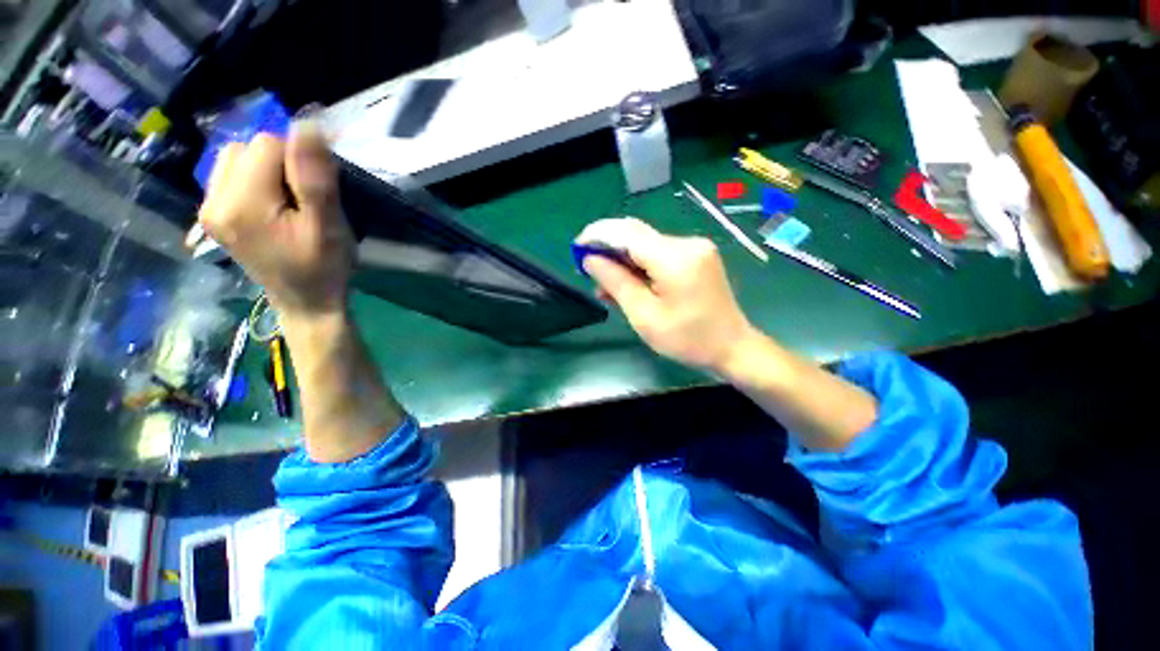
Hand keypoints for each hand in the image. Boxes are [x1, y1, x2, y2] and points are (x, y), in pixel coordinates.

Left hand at [194, 121, 354, 321]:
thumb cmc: (324, 268)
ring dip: (267, 168)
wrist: (305, 303)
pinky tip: (271, 203)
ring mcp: (208, 208)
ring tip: (287, 202)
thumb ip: (314, 177)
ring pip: (237, 156)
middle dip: (282, 163)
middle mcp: (213, 201)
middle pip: (248, 147)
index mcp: (242, 205)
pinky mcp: (212, 214)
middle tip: (303, 201)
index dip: (300, 161)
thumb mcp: (328, 226)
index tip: (317, 194)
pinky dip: (255, 178)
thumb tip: (307, 124)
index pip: (267, 145)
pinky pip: (230, 172)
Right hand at [576, 218, 755, 371]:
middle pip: (636, 235)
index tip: (576, 248)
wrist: (732, 347)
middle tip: (587, 269)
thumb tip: (590, 259)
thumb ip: (616, 282)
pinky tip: (628, 284)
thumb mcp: (644, 315)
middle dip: (608, 248)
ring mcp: (694, 248)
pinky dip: (639, 266)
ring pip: (646, 246)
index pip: (627, 234)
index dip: (598, 236)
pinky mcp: (696, 257)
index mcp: (675, 258)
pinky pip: (659, 254)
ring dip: (622, 260)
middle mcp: (687, 244)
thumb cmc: (687, 339)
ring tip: (605, 286)